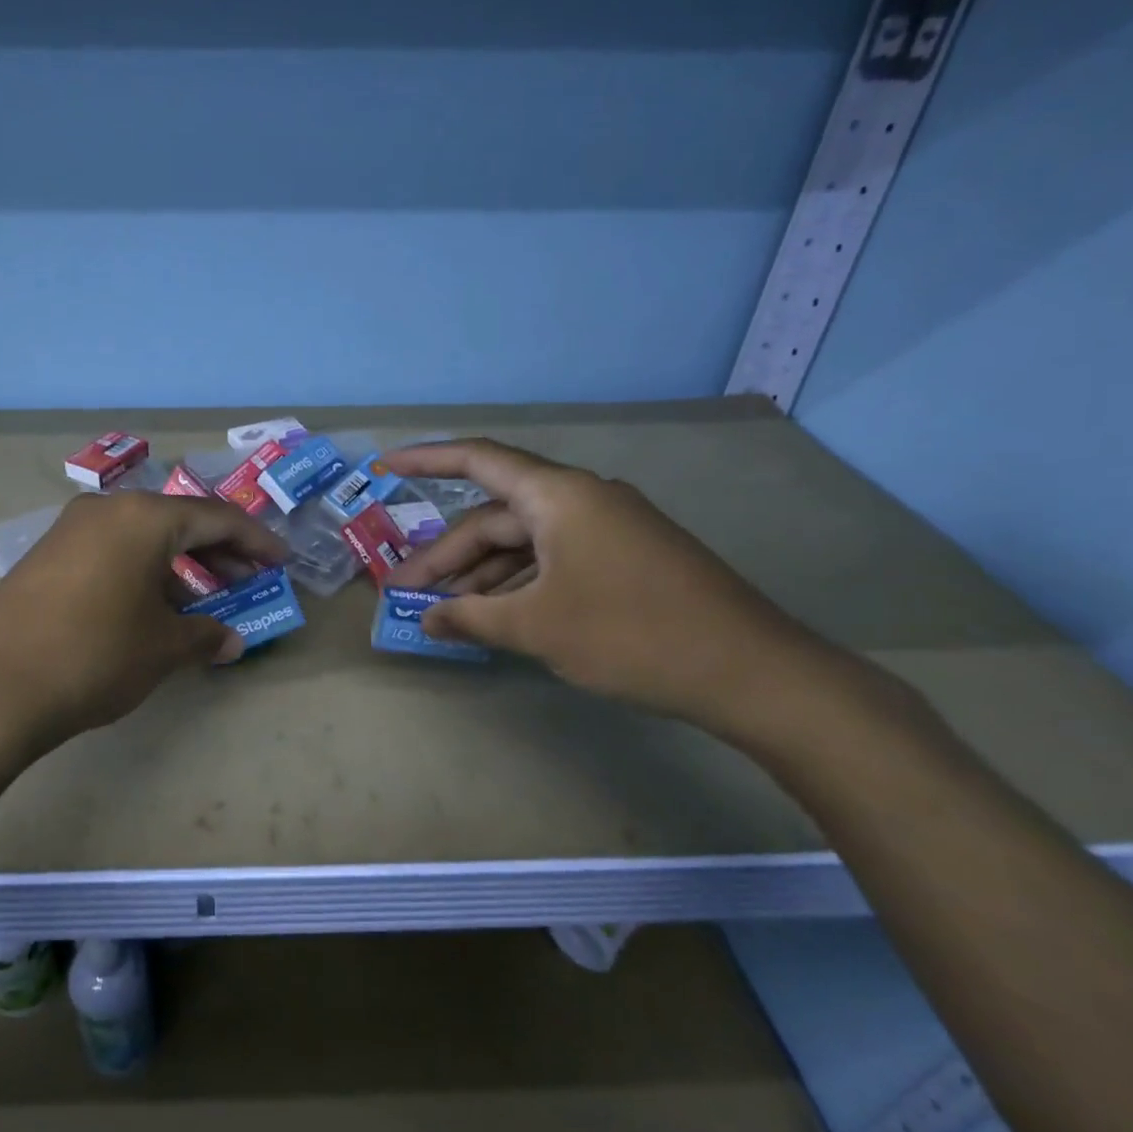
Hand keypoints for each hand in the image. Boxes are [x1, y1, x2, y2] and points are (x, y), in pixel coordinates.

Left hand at [0, 491, 286, 758]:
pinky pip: (109, 552)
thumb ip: (204, 637)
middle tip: (247, 579)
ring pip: (141, 537)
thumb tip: (231, 642)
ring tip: (200, 601)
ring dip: (177, 565)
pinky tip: (148, 607)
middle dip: (218, 551)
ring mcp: (69, 530)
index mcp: (145, 517)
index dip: (256, 540)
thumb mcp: (162, 647)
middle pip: (178, 522)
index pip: (217, 518)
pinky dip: (140, 571)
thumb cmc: (95, 655)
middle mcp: (107, 509)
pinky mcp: (44, 556)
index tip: (281, 561)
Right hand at [386, 439, 829, 737]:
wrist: (749, 671)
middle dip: (447, 553)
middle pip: (496, 516)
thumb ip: (471, 617)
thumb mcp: (536, 626)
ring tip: (443, 610)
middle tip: (405, 591)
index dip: (425, 459)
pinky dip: (518, 584)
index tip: (383, 466)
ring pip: (524, 542)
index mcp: (560, 496)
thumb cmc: (631, 634)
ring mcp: (607, 530)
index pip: (478, 461)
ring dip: (481, 574)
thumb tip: (427, 619)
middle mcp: (582, 501)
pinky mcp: (624, 559)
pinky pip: (553, 560)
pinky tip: (496, 615)